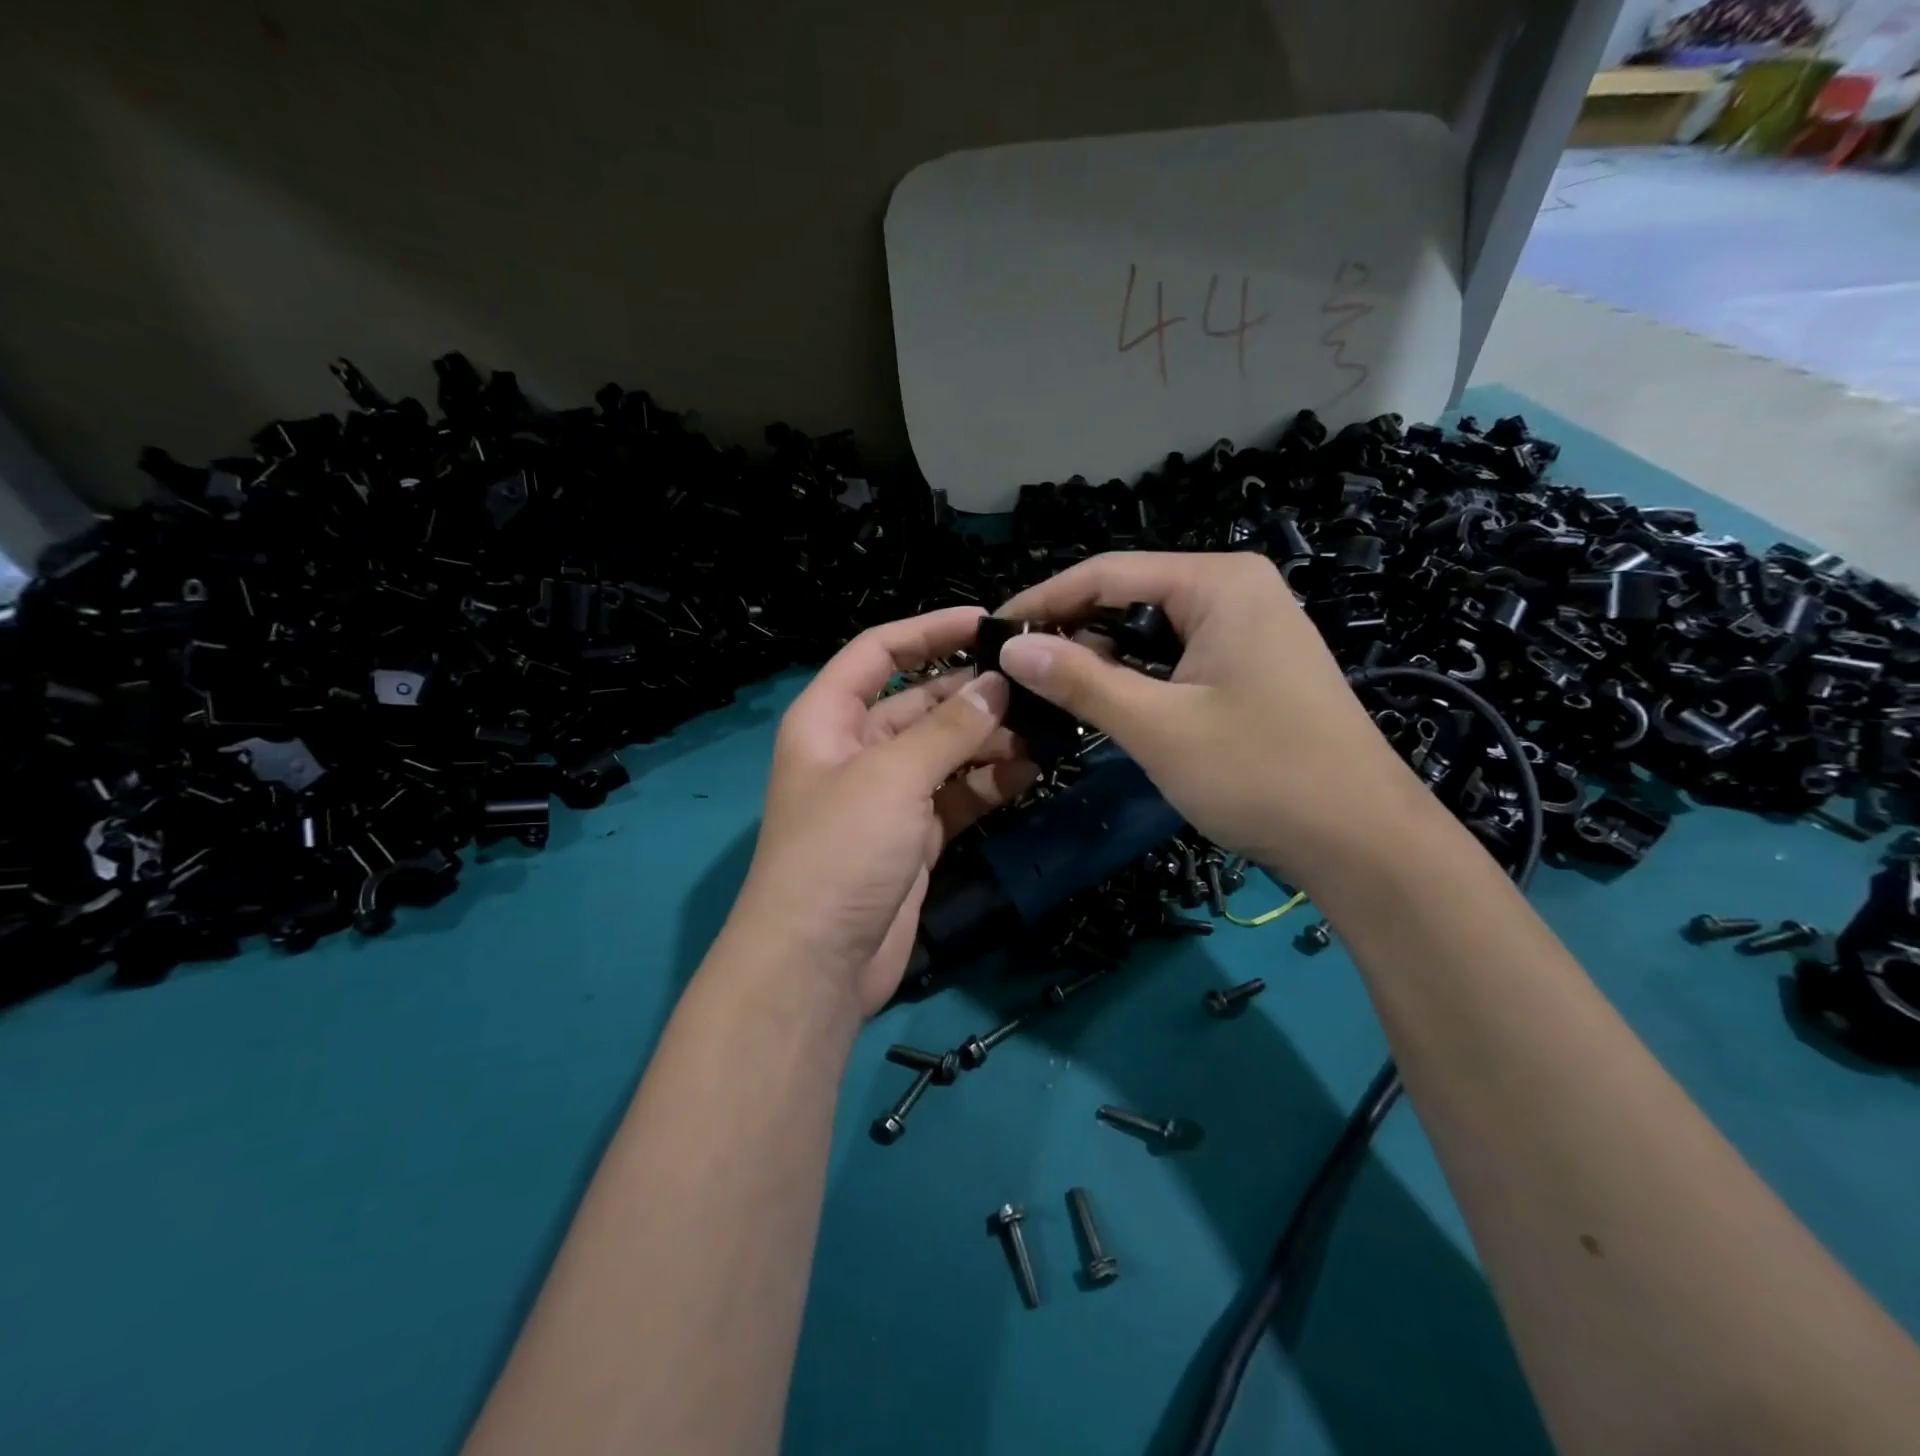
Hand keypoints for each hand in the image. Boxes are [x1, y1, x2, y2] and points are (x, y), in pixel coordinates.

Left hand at [730, 607, 1037, 1015]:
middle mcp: (856, 750)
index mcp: (829, 719)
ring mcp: (888, 796)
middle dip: (973, 693)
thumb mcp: (892, 777)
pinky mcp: (915, 836)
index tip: (987, 622)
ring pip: (946, 750)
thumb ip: (948, 728)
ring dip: (990, 739)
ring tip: (1046, 729)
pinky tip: (1032, 771)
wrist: (817, 963)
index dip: (928, 630)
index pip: (878, 652)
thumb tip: (997, 685)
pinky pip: (958, 795)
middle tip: (1035, 685)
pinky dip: (991, 783)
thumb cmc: (840, 851)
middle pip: (920, 702)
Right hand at [995, 552, 1426, 888]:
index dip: (1043, 601)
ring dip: (1101, 658)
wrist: (1362, 840)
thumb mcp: (1157, 726)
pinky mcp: (1252, 665)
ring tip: (1048, 690)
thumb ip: (1080, 680)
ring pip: (1150, 630)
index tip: (990, 632)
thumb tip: (1010, 647)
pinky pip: (1177, 656)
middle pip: (1128, 597)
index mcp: (1218, 582)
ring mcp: (1249, 627)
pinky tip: (1106, 703)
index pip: (1106, 573)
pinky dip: (1137, 677)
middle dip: (1071, 632)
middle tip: (1014, 671)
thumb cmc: (1260, 773)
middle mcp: (1235, 589)